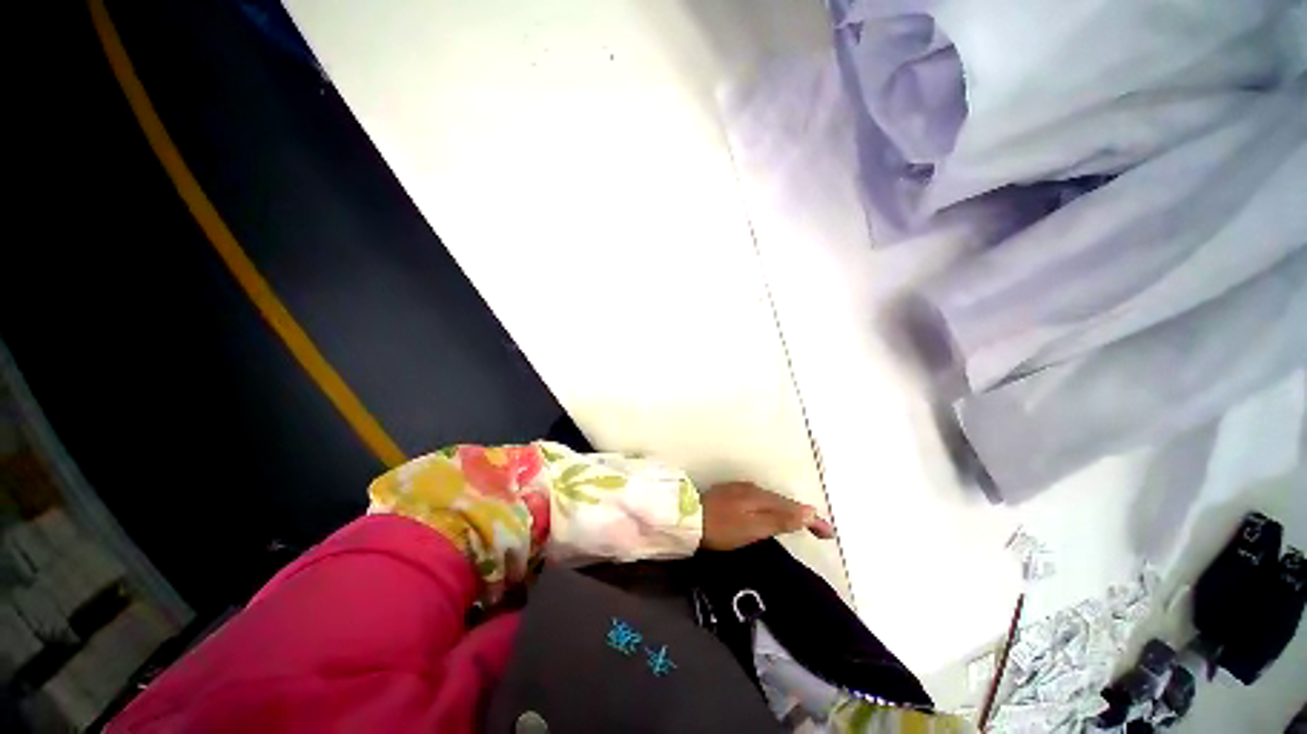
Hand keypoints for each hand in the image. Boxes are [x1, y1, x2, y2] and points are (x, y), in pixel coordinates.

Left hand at [700, 482, 835, 550]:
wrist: (688, 519)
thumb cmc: (721, 528)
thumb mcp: (752, 528)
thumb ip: (779, 520)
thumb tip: (808, 511)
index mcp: (760, 496)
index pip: (792, 506)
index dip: (811, 519)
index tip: (828, 533)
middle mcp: (752, 488)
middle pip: (782, 501)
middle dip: (802, 513)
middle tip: (819, 530)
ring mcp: (739, 489)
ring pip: (770, 499)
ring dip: (787, 510)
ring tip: (800, 522)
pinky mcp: (730, 494)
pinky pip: (758, 499)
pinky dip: (771, 507)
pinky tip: (770, 514)